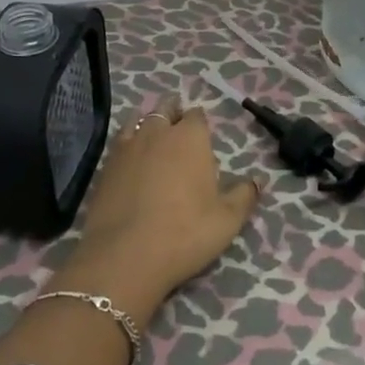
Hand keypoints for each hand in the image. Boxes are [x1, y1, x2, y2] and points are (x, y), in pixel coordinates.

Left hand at [52, 95, 260, 321]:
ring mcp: (128, 147)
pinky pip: (119, 142)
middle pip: (166, 109)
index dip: (200, 122)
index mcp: (191, 138)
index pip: (197, 115)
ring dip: (147, 122)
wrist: (124, 255)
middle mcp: (158, 132)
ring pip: (138, 120)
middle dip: (173, 113)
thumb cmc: (185, 233)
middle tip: (178, 127)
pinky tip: (130, 157)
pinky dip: (127, 142)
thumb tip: (259, 179)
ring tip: (153, 134)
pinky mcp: (105, 166)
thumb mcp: (227, 220)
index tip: (202, 134)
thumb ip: (244, 195)